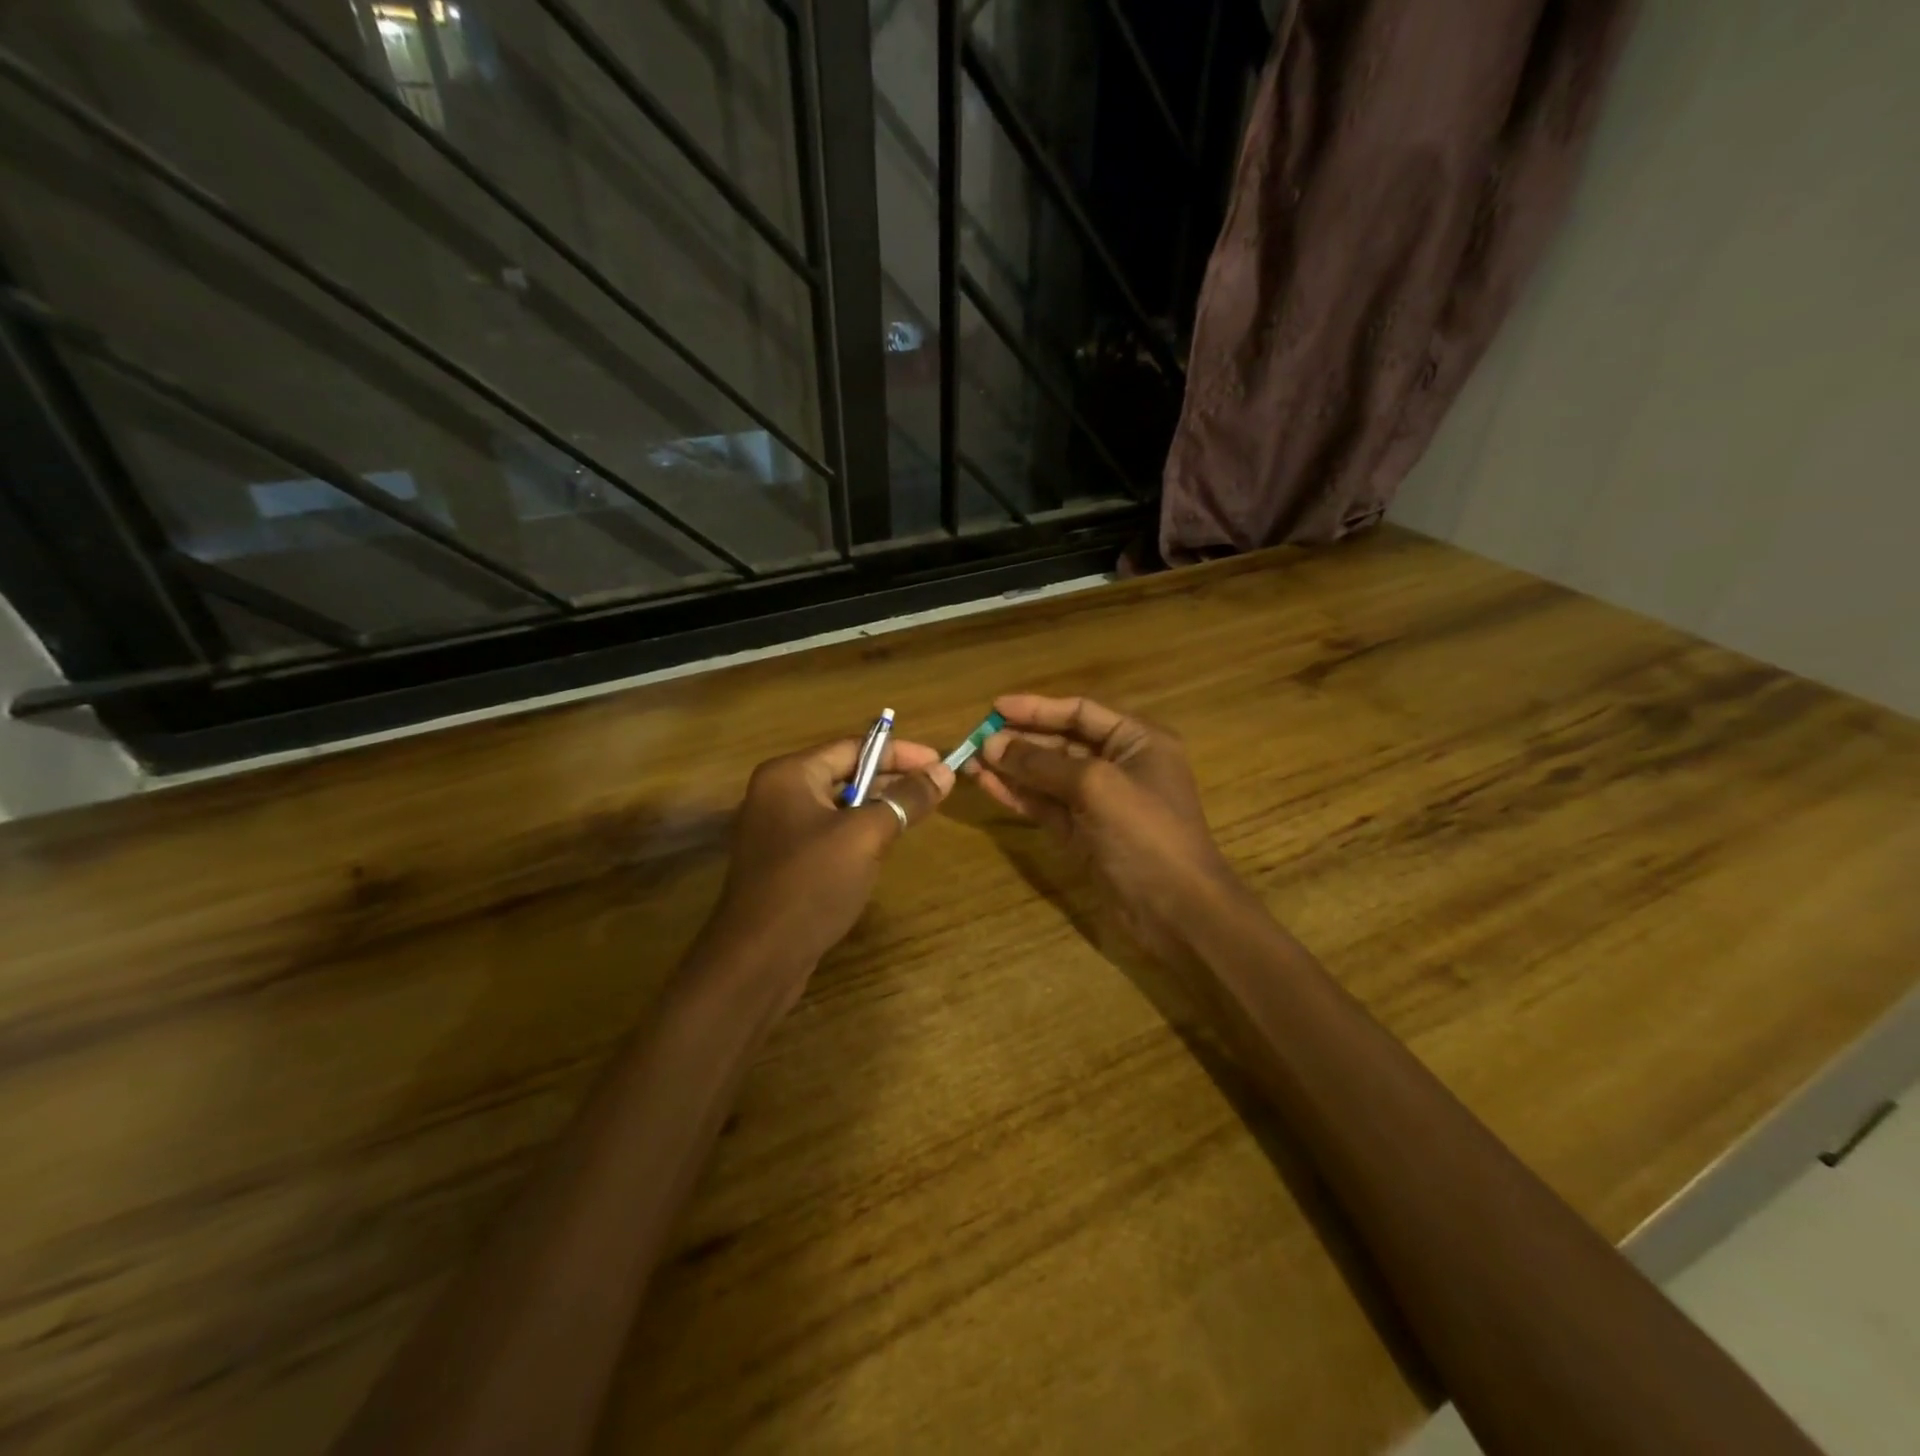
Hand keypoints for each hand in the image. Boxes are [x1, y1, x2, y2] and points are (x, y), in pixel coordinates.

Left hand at [708, 738, 953, 978]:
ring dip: (876, 806)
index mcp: (789, 775)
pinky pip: (827, 833)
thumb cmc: (811, 884)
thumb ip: (905, 800)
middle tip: (934, 788)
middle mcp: (777, 794)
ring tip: (916, 813)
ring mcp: (777, 829)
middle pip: (844, 772)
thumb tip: (944, 773)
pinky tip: (883, 846)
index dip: (900, 753)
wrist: (759, 959)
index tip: (939, 763)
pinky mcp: (783, 861)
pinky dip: (857, 832)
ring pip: (838, 805)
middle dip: (891, 779)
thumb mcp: (866, 836)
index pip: (853, 747)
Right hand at [971, 695, 1242, 957]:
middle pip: (1061, 743)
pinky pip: (1047, 806)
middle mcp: (1119, 766)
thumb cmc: (1145, 833)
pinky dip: (1019, 795)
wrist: (1176, 909)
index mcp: (1137, 741)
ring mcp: (1101, 803)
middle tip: (975, 739)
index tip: (995, 708)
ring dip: (1013, 768)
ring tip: (971, 761)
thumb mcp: (1095, 786)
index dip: (1037, 708)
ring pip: (1049, 777)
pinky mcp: (1085, 834)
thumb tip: (991, 744)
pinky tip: (988, 785)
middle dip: (1020, 741)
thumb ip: (1041, 763)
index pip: (1080, 712)